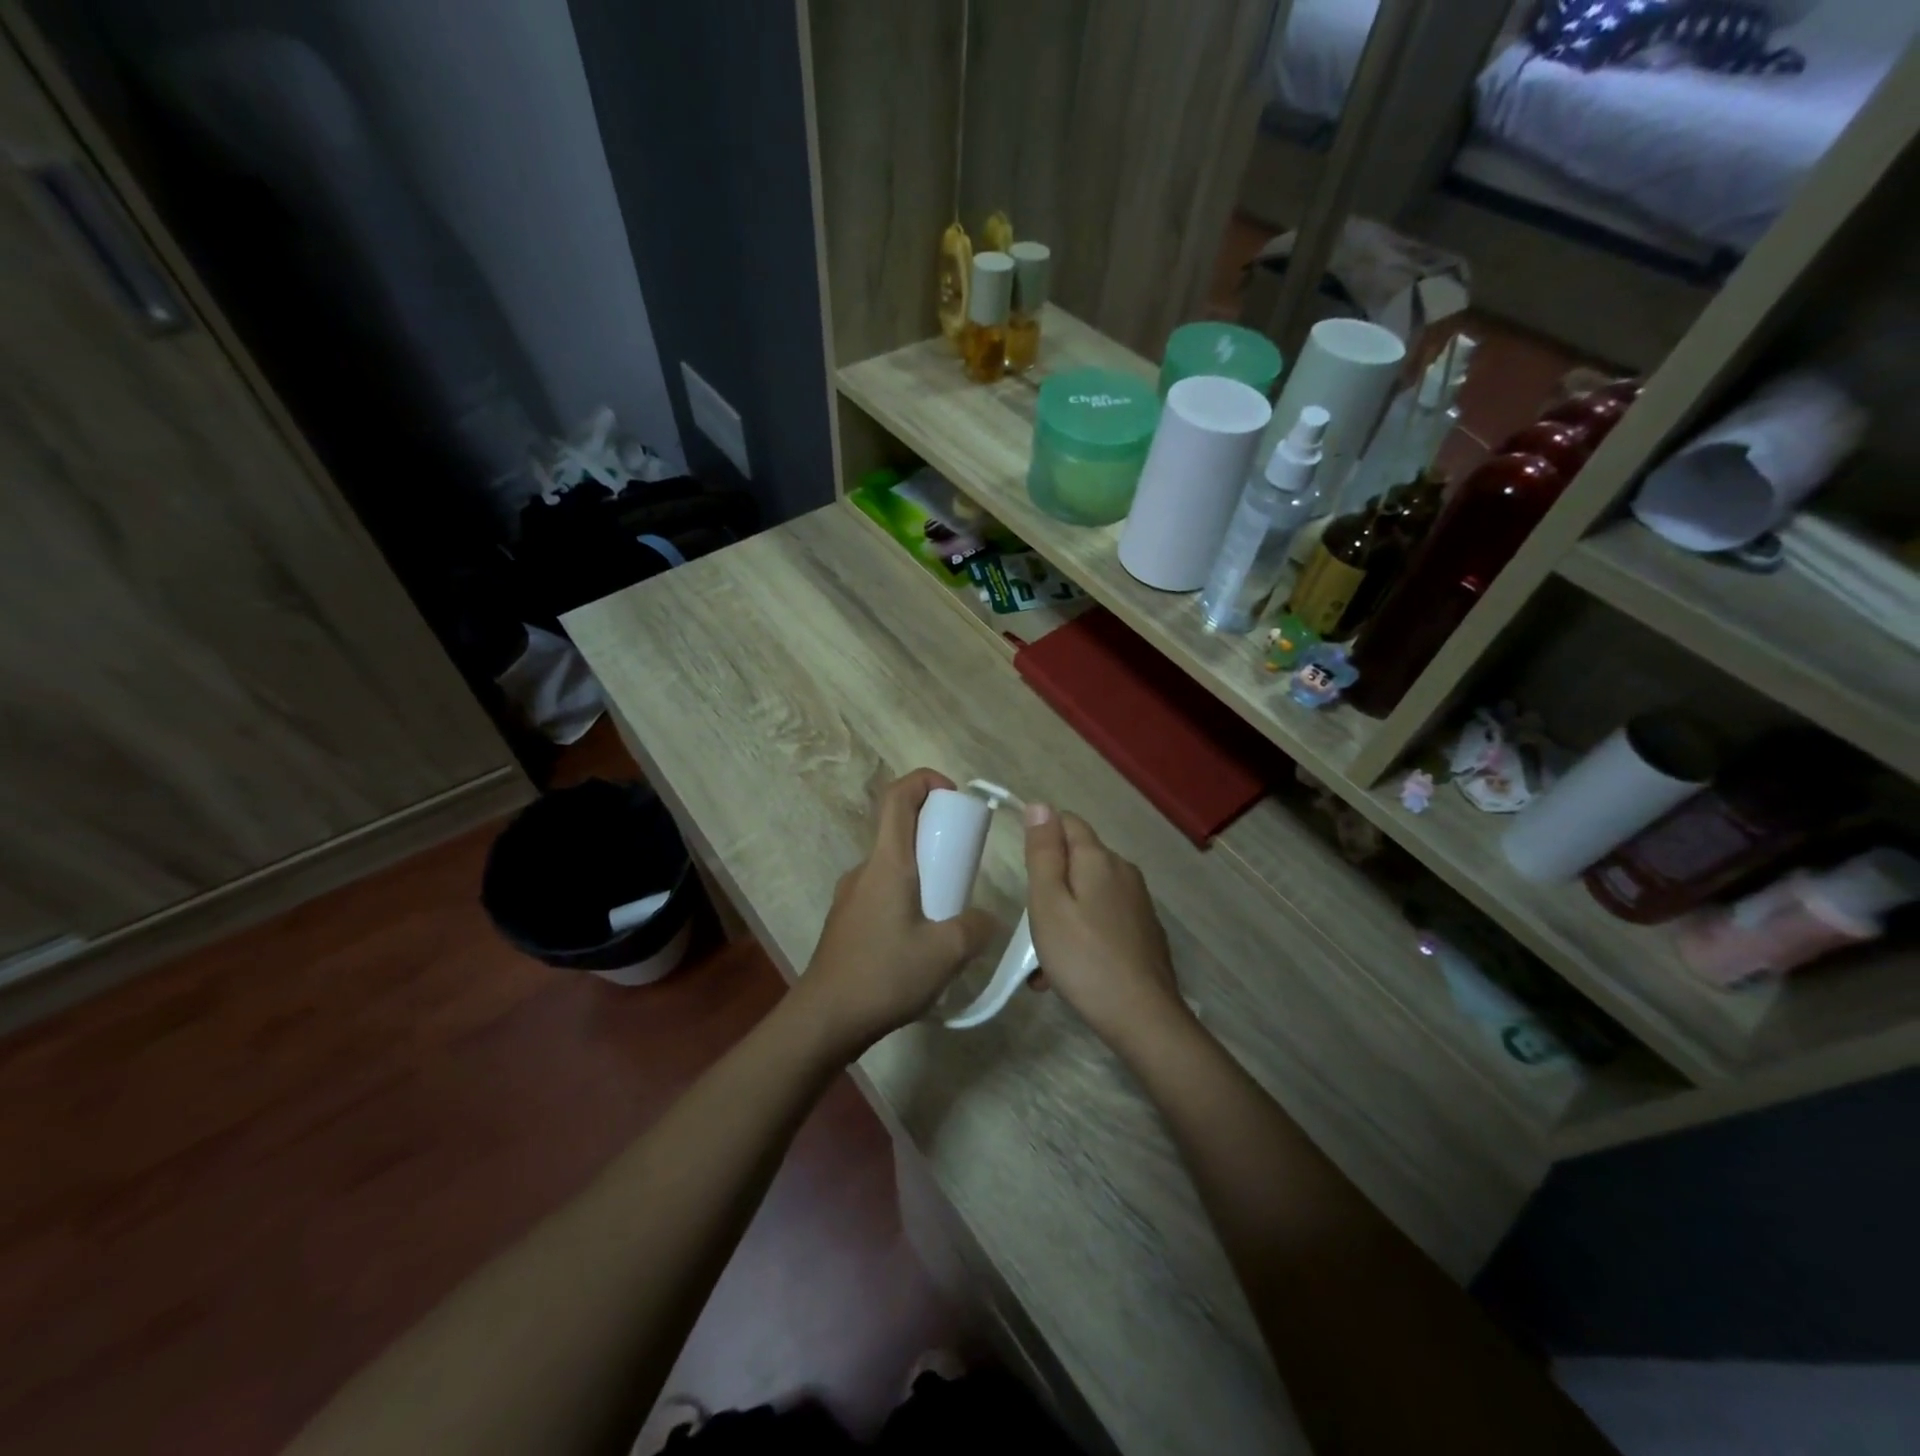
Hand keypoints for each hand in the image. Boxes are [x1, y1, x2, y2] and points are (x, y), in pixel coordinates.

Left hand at [794, 769, 998, 1057]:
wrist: (825, 1019)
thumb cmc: (884, 975)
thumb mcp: (946, 953)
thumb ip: (976, 928)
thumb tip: (985, 919)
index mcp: (887, 864)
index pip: (897, 797)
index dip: (924, 780)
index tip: (953, 795)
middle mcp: (865, 870)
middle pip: (898, 829)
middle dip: (935, 833)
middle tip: (964, 863)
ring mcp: (851, 895)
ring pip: (892, 865)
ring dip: (923, 871)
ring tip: (949, 909)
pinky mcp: (847, 920)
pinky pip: (882, 891)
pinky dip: (908, 896)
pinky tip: (922, 938)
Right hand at [1022, 804, 1188, 1056]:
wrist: (1142, 1017)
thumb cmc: (1083, 957)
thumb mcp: (1048, 903)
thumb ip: (1043, 853)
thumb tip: (1040, 805)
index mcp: (1099, 858)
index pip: (1067, 822)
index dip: (1042, 835)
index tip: (1024, 870)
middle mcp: (1123, 872)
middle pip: (1078, 860)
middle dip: (1051, 884)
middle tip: (1032, 924)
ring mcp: (1138, 903)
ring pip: (1089, 894)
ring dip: (1064, 915)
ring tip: (1043, 962)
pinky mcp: (1144, 932)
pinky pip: (1104, 919)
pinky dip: (1083, 935)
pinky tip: (1069, 972)